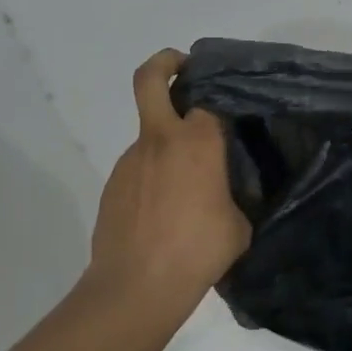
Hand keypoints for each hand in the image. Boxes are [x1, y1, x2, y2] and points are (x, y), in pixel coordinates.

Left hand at [87, 50, 249, 319]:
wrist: (135, 288)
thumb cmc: (197, 251)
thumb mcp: (239, 225)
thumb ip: (236, 196)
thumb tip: (227, 193)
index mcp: (197, 141)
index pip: (209, 97)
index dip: (220, 96)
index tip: (231, 106)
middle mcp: (160, 139)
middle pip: (151, 79)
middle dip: (166, 63)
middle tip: (185, 69)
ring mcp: (130, 160)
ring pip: (149, 133)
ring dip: (167, 144)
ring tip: (188, 188)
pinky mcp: (112, 185)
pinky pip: (139, 168)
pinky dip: (154, 177)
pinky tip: (165, 213)